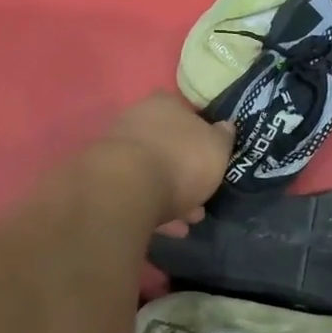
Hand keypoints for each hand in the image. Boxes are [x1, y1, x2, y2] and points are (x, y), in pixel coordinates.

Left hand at [97, 91, 235, 227]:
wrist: (127, 189)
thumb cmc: (181, 160)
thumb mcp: (218, 148)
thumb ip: (223, 137)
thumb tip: (225, 127)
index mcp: (165, 104)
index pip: (185, 112)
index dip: (201, 135)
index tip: (211, 157)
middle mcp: (137, 119)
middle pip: (168, 145)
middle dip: (186, 171)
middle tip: (202, 195)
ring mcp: (118, 149)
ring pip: (152, 172)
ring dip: (172, 194)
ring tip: (189, 219)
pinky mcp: (106, 179)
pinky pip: (138, 193)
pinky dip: (154, 208)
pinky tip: (171, 228)